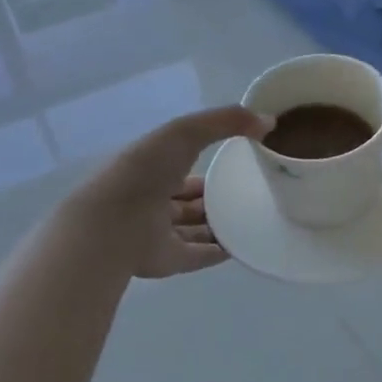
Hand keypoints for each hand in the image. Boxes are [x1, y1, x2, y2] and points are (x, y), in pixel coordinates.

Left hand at [70, 105, 269, 276]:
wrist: (113, 224)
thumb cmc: (145, 170)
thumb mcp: (185, 131)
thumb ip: (225, 121)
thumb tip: (268, 122)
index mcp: (153, 167)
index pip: (183, 162)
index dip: (207, 157)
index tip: (241, 155)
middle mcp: (155, 200)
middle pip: (190, 199)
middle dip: (215, 195)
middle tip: (252, 190)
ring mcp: (162, 233)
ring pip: (197, 228)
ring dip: (221, 224)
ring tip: (256, 217)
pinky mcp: (171, 260)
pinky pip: (202, 255)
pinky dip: (223, 251)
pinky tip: (247, 244)